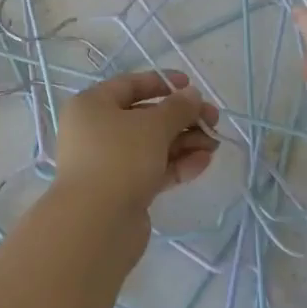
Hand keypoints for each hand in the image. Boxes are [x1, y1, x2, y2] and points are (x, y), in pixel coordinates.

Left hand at [52, 71, 219, 224]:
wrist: (96, 225)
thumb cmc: (119, 158)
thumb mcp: (153, 126)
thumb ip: (177, 108)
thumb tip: (192, 95)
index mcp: (92, 105)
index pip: (129, 85)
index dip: (161, 82)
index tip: (191, 85)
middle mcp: (96, 131)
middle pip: (144, 117)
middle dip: (180, 118)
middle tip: (213, 120)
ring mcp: (109, 163)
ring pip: (151, 146)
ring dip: (183, 142)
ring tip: (214, 143)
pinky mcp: (122, 191)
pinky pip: (152, 170)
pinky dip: (176, 164)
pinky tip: (203, 162)